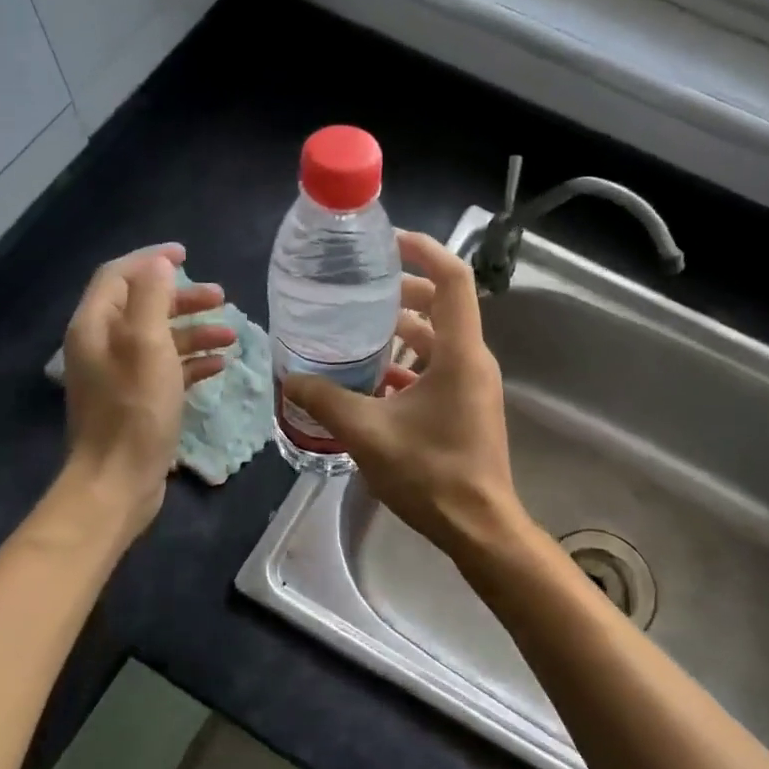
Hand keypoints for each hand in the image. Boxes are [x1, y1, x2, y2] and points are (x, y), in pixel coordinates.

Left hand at [61, 244, 233, 533]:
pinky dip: (192, 363)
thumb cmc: (135, 410)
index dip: (151, 261)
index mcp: (95, 326)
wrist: (118, 481)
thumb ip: (152, 298)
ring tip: (232, 334)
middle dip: (183, 299)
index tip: (187, 254)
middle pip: (143, 307)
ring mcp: (119, 376)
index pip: (119, 276)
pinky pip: (166, 370)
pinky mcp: (137, 402)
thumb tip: (160, 263)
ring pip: (159, 339)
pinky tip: (220, 365)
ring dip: (194, 332)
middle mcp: (102, 346)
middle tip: (221, 298)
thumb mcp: (147, 345)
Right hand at [283, 231, 525, 559]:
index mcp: (460, 354)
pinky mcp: (467, 407)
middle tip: (360, 289)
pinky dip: (409, 365)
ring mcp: (473, 385)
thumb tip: (289, 379)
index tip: (388, 242)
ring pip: (438, 340)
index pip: (452, 279)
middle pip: (442, 306)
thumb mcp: (368, 434)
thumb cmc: (431, 474)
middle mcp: (473, 361)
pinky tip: (372, 381)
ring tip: (358, 330)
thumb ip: (326, 401)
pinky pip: (438, 370)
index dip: (423, 251)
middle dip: (403, 292)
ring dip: (403, 331)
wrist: (479, 526)